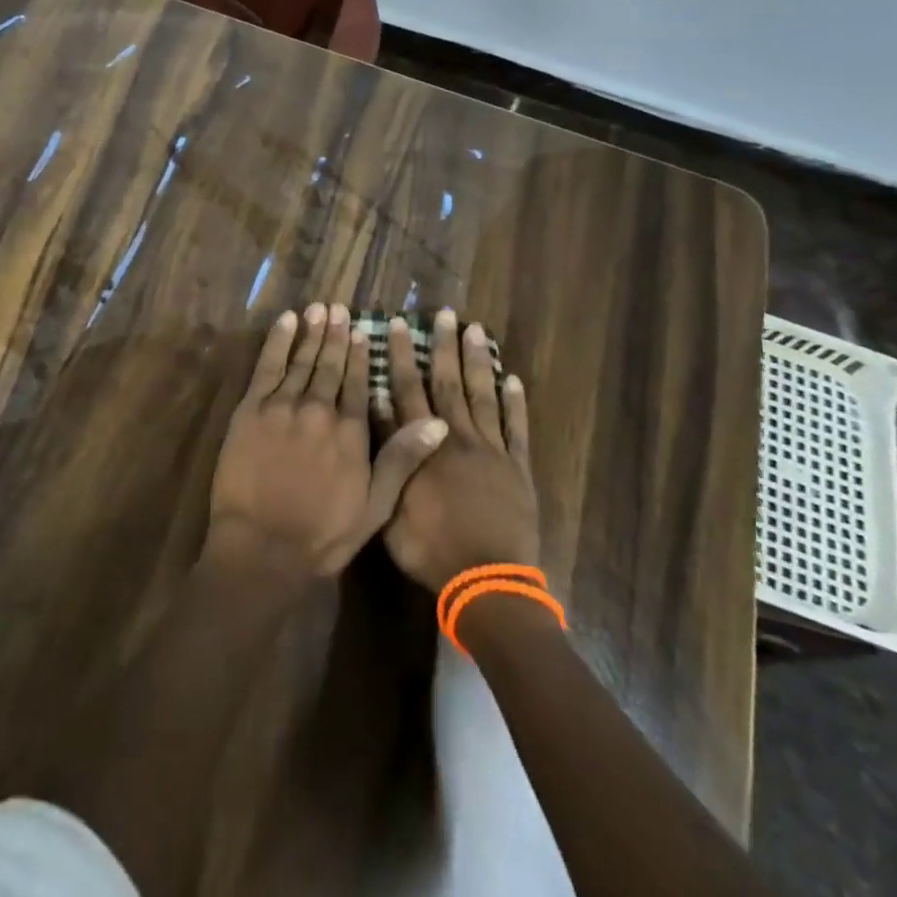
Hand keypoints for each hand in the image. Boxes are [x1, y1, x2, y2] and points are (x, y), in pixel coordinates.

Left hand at [206, 303, 448, 582]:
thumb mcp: (375, 505)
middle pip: (329, 365)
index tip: (362, 330)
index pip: (357, 383)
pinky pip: (267, 365)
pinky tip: (287, 322)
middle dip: (336, 335)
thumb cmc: (322, 533)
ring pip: (301, 360)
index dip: (360, 355)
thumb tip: (438, 423)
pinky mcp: (251, 409)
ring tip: (319, 309)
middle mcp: (319, 409)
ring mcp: (283, 406)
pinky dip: (278, 341)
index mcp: (350, 431)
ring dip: (312, 333)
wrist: (263, 545)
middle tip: (339, 308)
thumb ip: (401, 459)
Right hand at [376, 308, 541, 592]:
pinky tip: (514, 379)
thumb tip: (377, 410)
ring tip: (476, 330)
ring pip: (483, 396)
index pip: (408, 390)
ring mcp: (493, 451)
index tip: (399, 325)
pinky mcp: (519, 469)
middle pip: (448, 383)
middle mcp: (458, 437)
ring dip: (479, 362)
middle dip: (444, 346)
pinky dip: (516, 403)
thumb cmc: (430, 548)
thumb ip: (388, 455)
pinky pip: (518, 429)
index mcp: (425, 446)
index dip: (402, 356)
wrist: (486, 582)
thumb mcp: (390, 506)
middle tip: (444, 314)